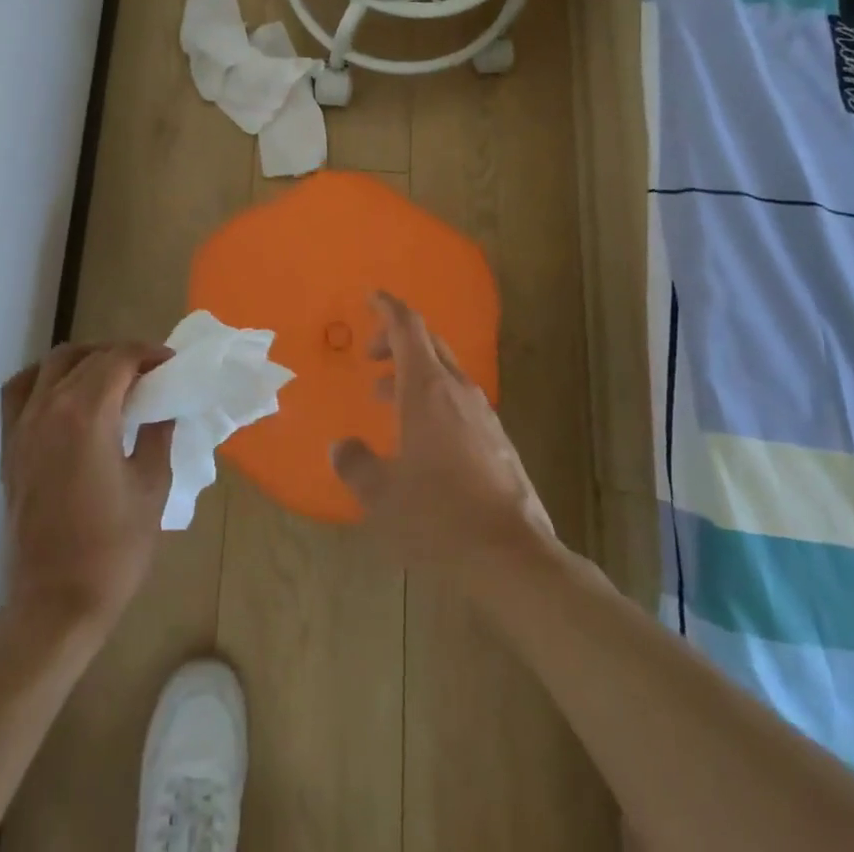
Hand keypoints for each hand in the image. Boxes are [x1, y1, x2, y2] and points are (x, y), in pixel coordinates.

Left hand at [0, 341, 173, 635]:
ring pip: (51, 365)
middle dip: (122, 355)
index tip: (170, 363)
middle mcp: (49, 409)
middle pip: (87, 357)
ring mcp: (23, 427)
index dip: (148, 353)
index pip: (118, 359)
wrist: (56, 604)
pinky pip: (19, 392)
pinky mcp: (9, 448)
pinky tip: (63, 395)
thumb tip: (161, 408)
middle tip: (149, 373)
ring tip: (109, 377)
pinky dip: (42, 378)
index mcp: (87, 414)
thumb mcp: (152, 485)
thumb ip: (157, 435)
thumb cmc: (113, 548)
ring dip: (84, 359)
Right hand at [330, 292, 555, 584]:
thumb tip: (341, 447)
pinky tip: (421, 437)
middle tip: (369, 356)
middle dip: (396, 340)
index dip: (387, 307)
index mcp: (427, 389)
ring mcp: (483, 414)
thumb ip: (355, 464)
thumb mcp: (381, 494)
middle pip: (428, 343)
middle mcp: (458, 390)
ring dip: (413, 373)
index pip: (408, 327)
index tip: (370, 297)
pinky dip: (433, 399)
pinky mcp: (497, 440)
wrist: (512, 557)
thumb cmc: (438, 517)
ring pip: (444, 372)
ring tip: (385, 398)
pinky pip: (459, 400)